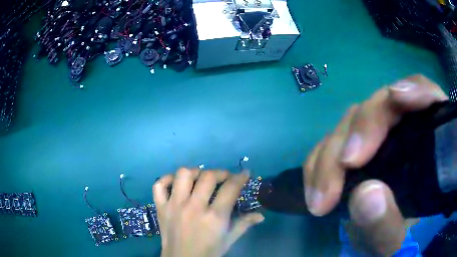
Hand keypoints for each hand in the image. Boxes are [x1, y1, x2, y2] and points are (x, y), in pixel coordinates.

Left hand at [154, 168, 264, 256]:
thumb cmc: (208, 252)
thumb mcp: (228, 240)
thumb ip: (244, 225)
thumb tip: (261, 215)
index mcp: (214, 217)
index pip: (230, 188)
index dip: (240, 177)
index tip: (244, 173)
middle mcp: (194, 207)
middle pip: (208, 177)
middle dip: (220, 173)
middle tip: (224, 178)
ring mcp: (174, 205)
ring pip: (183, 175)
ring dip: (194, 173)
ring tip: (200, 179)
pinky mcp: (161, 207)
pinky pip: (159, 185)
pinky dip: (167, 180)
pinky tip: (175, 183)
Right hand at [303, 75, 447, 255]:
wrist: (377, 239)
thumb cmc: (394, 240)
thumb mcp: (392, 241)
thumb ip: (386, 225)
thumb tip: (367, 194)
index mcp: (429, 146)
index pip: (429, 98)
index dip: (416, 90)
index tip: (397, 97)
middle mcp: (406, 131)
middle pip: (384, 105)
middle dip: (362, 130)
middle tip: (344, 168)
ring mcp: (379, 136)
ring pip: (354, 120)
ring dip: (333, 151)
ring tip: (320, 194)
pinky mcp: (356, 145)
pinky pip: (335, 138)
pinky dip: (321, 157)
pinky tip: (315, 183)